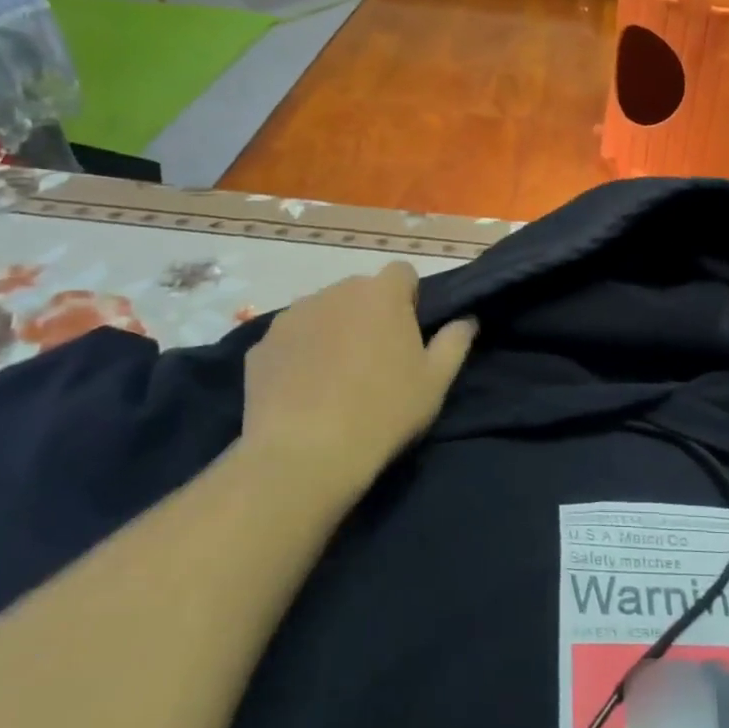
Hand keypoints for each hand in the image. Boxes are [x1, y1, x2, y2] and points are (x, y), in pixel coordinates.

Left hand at [238, 262, 475, 507]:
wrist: (305, 454)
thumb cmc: (384, 411)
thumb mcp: (435, 382)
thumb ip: (455, 342)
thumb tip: (466, 320)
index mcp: (381, 294)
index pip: (402, 273)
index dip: (409, 299)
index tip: (409, 333)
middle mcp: (335, 291)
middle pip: (360, 291)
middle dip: (370, 314)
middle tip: (376, 360)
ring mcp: (292, 316)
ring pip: (323, 312)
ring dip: (334, 330)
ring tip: (336, 377)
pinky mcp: (262, 345)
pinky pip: (291, 339)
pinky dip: (300, 354)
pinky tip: (304, 391)